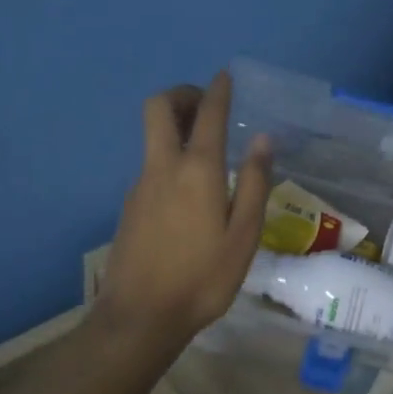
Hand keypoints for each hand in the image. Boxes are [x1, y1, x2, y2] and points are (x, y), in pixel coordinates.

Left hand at [93, 72, 271, 350]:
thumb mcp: (243, 235)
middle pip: (158, 108)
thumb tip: (263, 140)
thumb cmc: (202, 279)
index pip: (208, 114)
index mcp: (196, 171)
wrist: (140, 316)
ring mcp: (140, 185)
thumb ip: (255, 184)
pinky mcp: (129, 206)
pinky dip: (170, 157)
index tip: (226, 77)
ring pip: (153, 137)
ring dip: (176, 126)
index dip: (218, 90)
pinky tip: (190, 190)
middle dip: (182, 94)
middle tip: (207, 106)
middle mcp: (163, 167)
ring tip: (208, 149)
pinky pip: (151, 165)